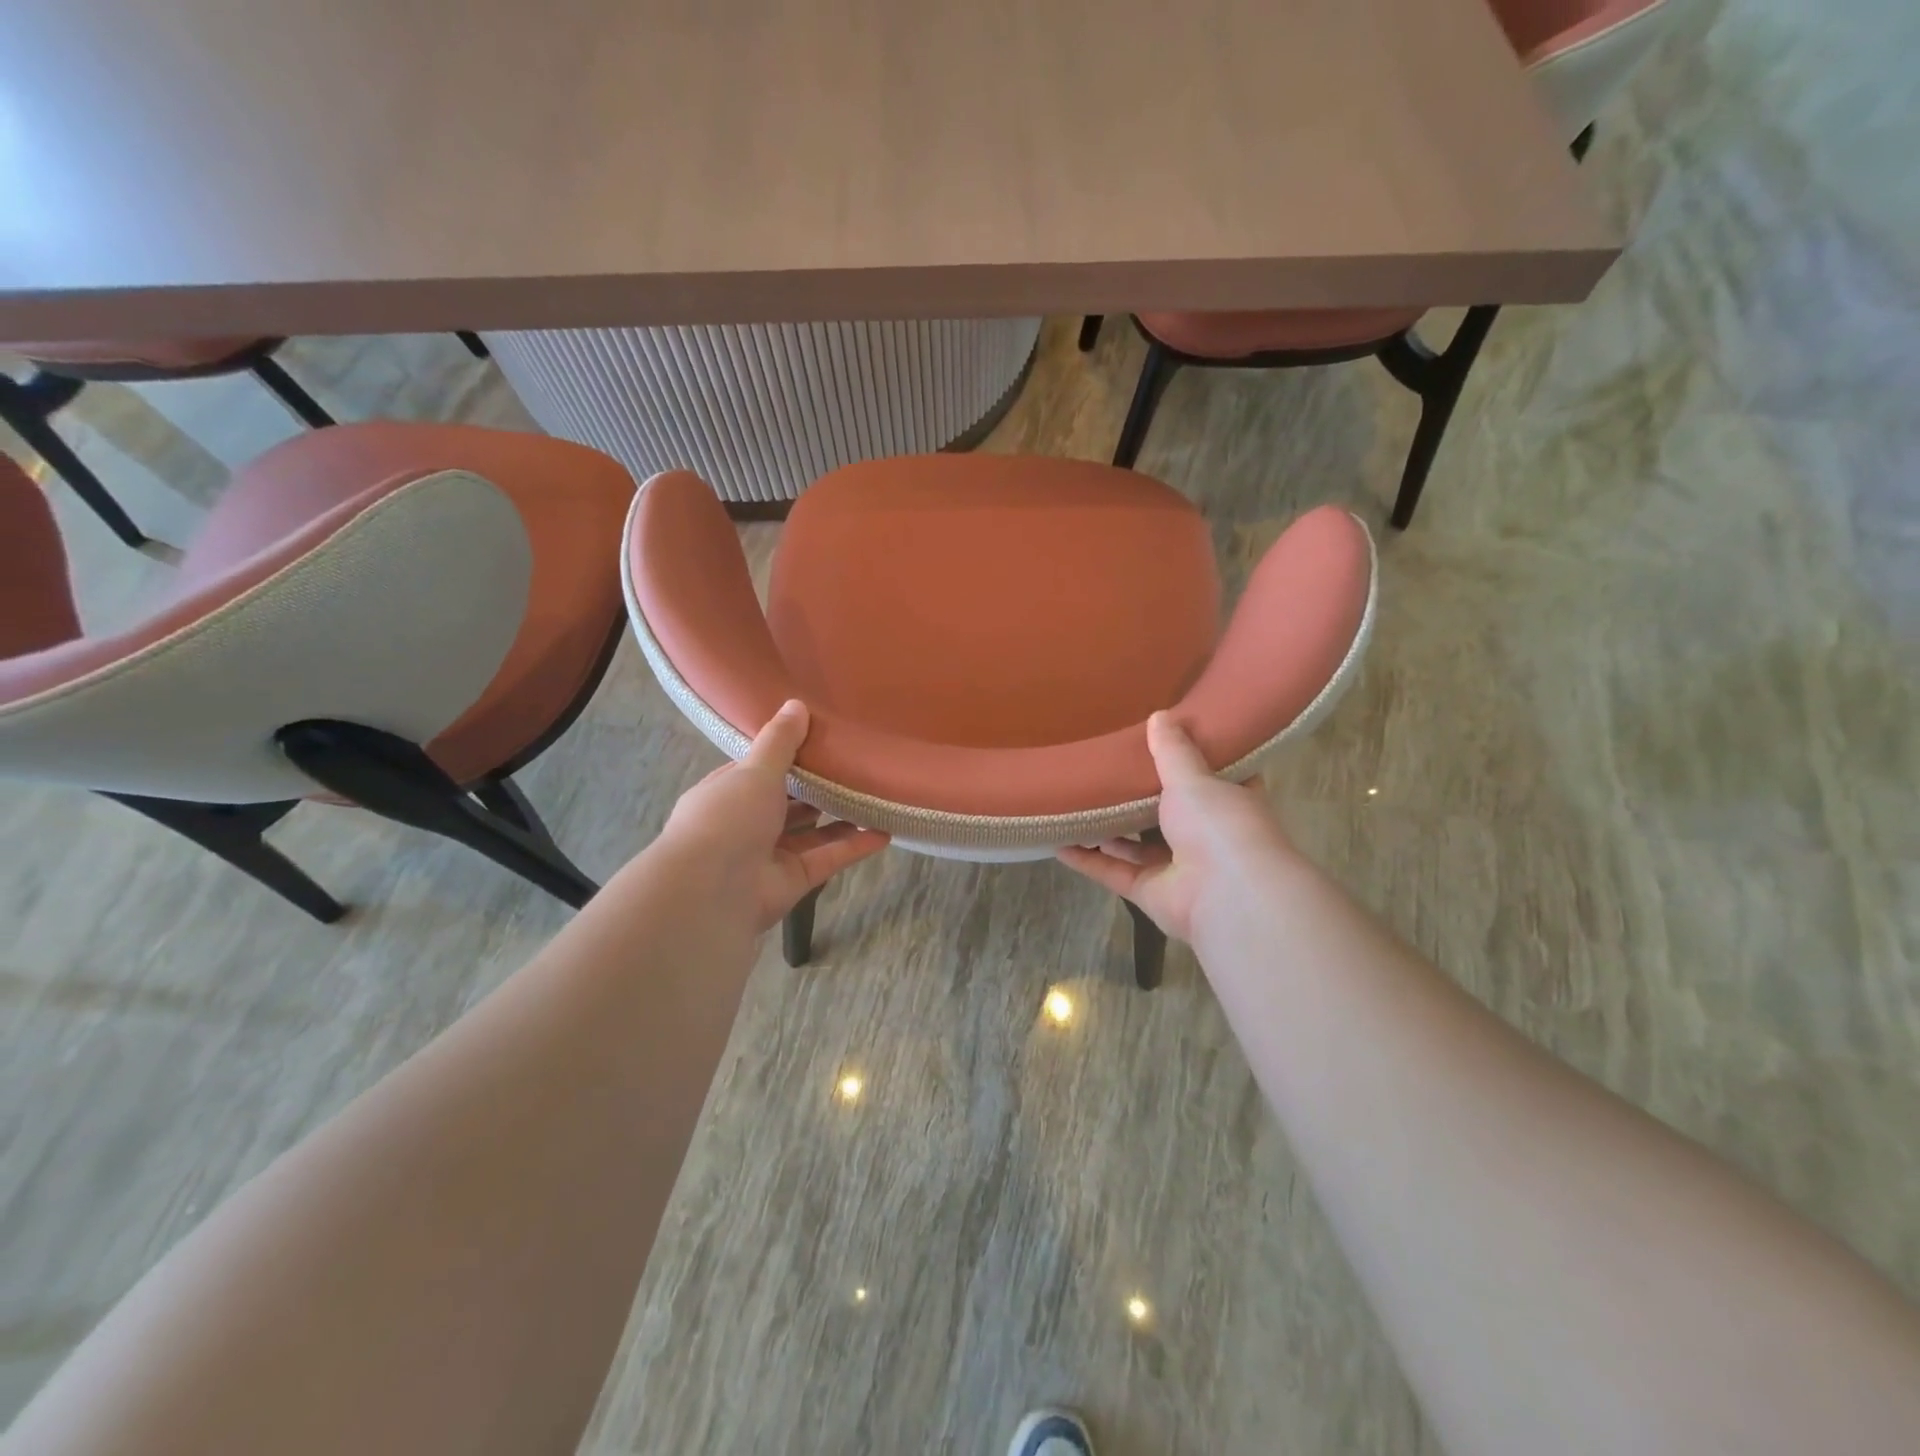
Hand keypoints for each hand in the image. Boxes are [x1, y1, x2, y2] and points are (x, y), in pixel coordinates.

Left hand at [656, 700, 889, 931]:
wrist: (712, 891)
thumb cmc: (728, 818)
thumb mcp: (755, 770)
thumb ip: (780, 741)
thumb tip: (797, 704)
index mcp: (727, 793)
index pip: (757, 770)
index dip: (785, 756)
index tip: (819, 738)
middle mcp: (746, 824)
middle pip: (787, 802)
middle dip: (816, 787)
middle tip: (854, 765)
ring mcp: (770, 854)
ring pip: (811, 832)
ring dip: (840, 817)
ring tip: (874, 796)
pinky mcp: (793, 880)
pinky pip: (828, 858)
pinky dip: (854, 846)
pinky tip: (884, 832)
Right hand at [1057, 712, 1293, 943]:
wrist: (1227, 896)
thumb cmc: (1219, 825)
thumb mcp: (1194, 778)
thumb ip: (1173, 751)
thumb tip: (1159, 715)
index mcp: (1228, 804)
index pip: (1213, 780)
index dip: (1191, 763)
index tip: (1163, 744)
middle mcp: (1206, 837)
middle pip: (1168, 814)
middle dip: (1140, 798)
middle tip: (1107, 770)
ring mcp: (1178, 869)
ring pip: (1136, 847)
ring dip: (1108, 831)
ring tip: (1077, 803)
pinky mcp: (1151, 893)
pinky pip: (1113, 873)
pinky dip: (1087, 861)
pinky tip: (1059, 844)